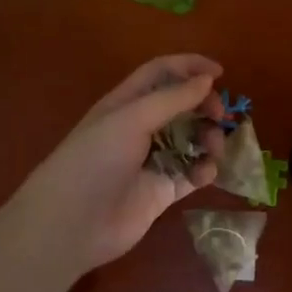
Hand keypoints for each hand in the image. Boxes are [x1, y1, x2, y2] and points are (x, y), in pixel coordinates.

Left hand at [1, 55, 225, 276]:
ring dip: (207, 139)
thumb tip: (207, 80)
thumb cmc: (96, 160)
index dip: (189, 67)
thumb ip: (172, 99)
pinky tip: (204, 174)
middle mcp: (140, 127)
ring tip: (213, 149)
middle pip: (181, 105)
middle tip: (220, 116)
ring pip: (190, 139)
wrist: (71, 224)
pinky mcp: (161, 190)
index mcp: (127, 103)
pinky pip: (190, 173)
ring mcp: (151, 160)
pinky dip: (203, 170)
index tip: (220, 73)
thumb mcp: (132, 119)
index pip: (162, 73)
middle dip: (204, 106)